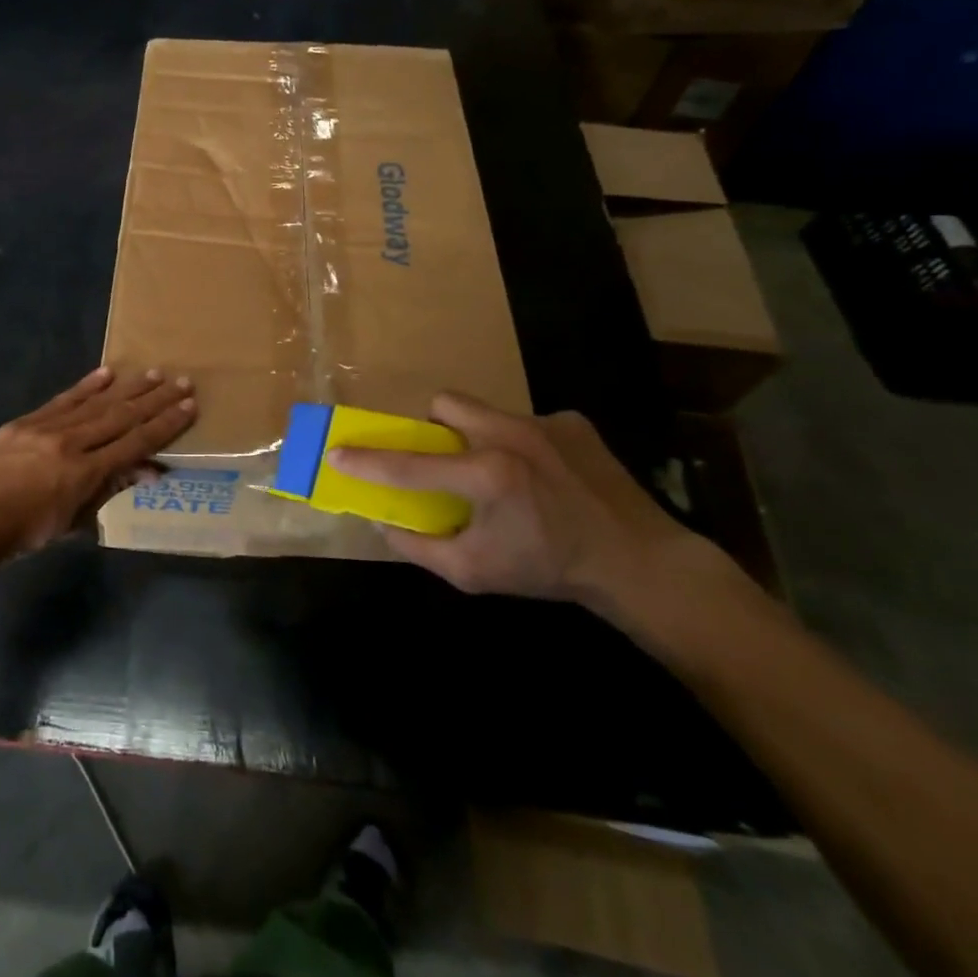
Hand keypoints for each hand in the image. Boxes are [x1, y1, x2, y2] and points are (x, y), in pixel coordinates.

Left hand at [0, 366, 196, 559]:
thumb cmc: (23, 533)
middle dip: (155, 399)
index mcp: (84, 472)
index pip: (135, 443)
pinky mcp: (25, 421)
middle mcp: (70, 443)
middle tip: (182, 381)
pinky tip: (106, 373)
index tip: (188, 406)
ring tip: (153, 373)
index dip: (165, 424)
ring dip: (127, 388)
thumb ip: (108, 491)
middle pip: (121, 417)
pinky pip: (62, 400)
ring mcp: (46, 428)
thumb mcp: (71, 521)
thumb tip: (146, 472)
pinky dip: (86, 386)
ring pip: (95, 403)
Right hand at [327, 393, 723, 620]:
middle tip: (443, 459)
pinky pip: (526, 422)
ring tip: (501, 474)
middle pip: (446, 404)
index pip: (409, 464)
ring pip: (486, 412)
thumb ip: (419, 547)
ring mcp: (545, 423)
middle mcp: (512, 436)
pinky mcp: (573, 422)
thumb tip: (382, 523)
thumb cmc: (549, 570)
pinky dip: (521, 445)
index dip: (367, 460)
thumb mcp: (474, 573)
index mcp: (486, 475)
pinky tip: (544, 477)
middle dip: (433, 427)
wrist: (640, 563)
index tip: (337, 452)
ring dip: (478, 437)